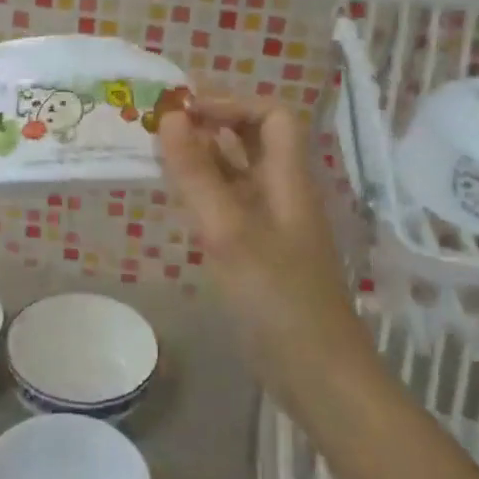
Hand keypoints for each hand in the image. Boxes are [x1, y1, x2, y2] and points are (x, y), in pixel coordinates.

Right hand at [157, 95, 369, 396]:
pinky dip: (205, 193)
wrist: (317, 374)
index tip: (184, 112)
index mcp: (288, 179)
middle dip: (212, 125)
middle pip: (255, 140)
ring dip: (205, 158)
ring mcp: (274, 225)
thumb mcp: (229, 232)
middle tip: (162, 129)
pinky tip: (178, 202)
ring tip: (160, 157)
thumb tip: (170, 118)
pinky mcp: (261, 253)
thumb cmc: (276, 299)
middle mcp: (283, 193)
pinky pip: (232, 205)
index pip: (273, 115)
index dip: (231, 103)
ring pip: (240, 173)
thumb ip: (197, 175)